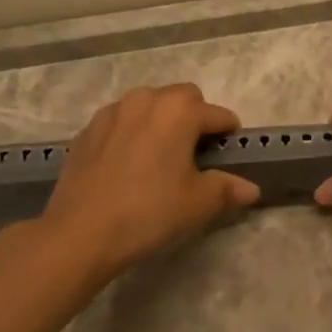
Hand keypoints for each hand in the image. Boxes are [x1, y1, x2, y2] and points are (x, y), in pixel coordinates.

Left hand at [38, 83, 260, 280]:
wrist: (80, 232)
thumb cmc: (149, 212)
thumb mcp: (197, 204)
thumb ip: (227, 189)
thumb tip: (251, 189)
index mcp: (179, 110)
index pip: (218, 114)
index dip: (228, 134)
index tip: (229, 155)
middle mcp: (146, 99)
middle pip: (182, 98)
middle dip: (194, 118)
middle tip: (194, 154)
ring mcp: (112, 112)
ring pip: (148, 105)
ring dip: (160, 121)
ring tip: (159, 157)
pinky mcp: (87, 130)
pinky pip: (120, 122)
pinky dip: (131, 133)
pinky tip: (127, 166)